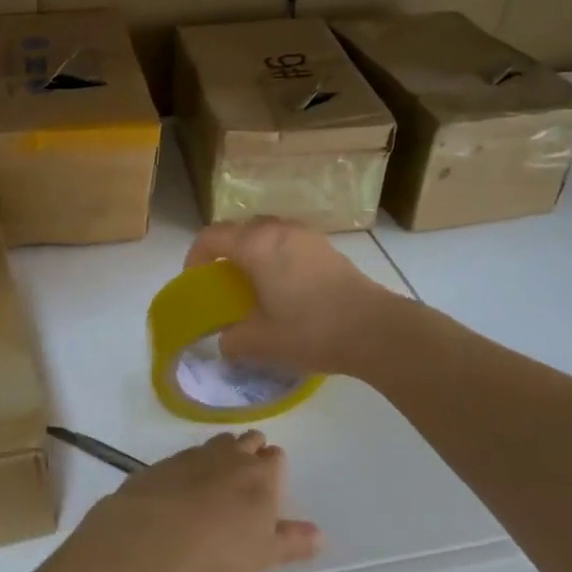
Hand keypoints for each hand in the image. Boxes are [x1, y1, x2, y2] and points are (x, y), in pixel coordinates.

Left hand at [100, 431, 320, 571]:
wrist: (155, 536)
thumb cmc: (220, 552)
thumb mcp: (262, 556)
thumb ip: (291, 543)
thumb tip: (320, 534)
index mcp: (260, 477)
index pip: (275, 457)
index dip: (275, 463)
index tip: (272, 473)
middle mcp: (229, 458)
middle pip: (246, 440)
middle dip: (251, 447)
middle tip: (249, 463)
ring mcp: (192, 457)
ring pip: (214, 443)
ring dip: (221, 451)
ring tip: (219, 469)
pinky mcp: (162, 464)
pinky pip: (183, 457)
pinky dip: (189, 466)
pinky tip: (183, 484)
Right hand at [184, 217, 398, 376]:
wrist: (375, 330)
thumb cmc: (310, 330)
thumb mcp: (260, 342)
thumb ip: (232, 339)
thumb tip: (225, 340)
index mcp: (255, 246)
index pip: (211, 237)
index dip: (195, 256)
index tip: (195, 280)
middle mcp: (279, 231)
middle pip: (240, 230)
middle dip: (225, 251)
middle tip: (223, 281)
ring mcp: (307, 237)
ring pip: (268, 234)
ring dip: (254, 252)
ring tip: (254, 284)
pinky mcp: (328, 249)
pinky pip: (290, 244)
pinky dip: (278, 258)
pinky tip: (286, 288)